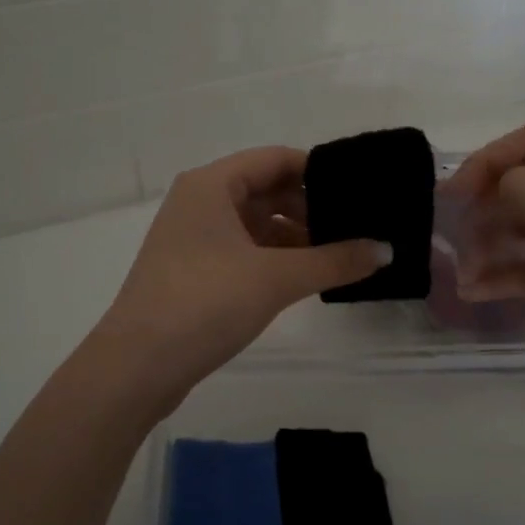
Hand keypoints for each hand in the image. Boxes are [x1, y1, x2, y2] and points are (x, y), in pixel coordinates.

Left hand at [94, 147, 389, 405]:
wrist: (137, 366)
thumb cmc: (204, 303)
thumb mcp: (276, 278)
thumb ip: (334, 261)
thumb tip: (387, 250)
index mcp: (212, 184)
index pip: (276, 159)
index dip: (319, 172)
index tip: (360, 192)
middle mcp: (199, 202)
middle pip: (266, 190)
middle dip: (310, 208)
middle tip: (357, 228)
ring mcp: (193, 237)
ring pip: (255, 223)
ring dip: (295, 237)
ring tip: (340, 255)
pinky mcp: (193, 270)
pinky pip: (243, 250)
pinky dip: (274, 258)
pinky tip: (306, 277)